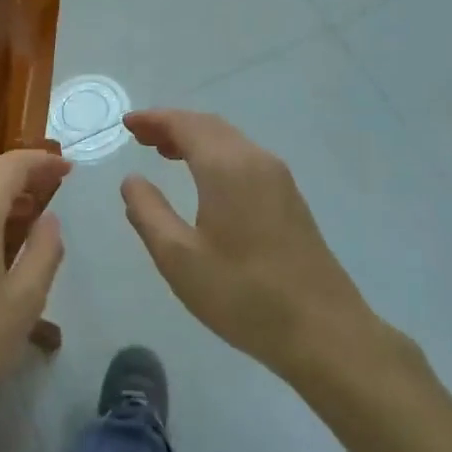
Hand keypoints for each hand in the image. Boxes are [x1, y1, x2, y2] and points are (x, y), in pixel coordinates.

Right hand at [120, 109, 391, 381]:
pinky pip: (244, 159)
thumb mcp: (178, 258)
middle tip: (140, 136)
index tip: (127, 123)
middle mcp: (256, 161)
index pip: (186, 125)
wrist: (324, 332)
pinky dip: (215, 155)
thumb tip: (132, 180)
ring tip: (164, 152)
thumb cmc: (243, 294)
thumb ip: (148, 212)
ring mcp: (279, 180)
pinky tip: (203, 179)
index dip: (154, 119)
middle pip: (209, 126)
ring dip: (195, 139)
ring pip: (230, 141)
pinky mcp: (290, 200)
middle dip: (173, 126)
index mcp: (227, 167)